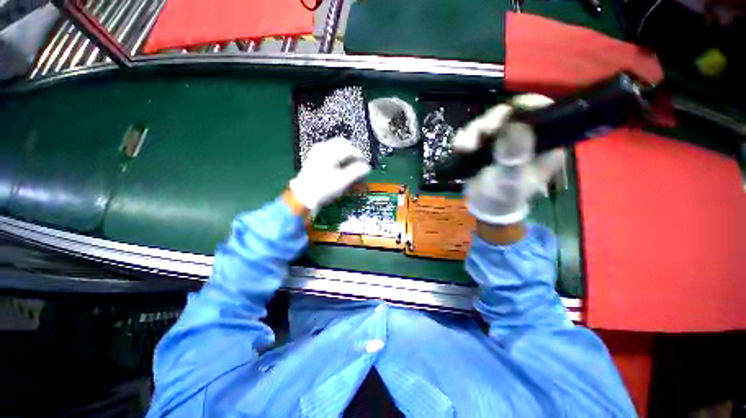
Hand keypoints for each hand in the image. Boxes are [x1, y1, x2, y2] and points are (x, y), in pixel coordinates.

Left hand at [289, 137, 370, 212]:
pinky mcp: (315, 160)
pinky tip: (342, 171)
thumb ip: (357, 172)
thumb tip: (367, 167)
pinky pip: (331, 155)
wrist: (302, 197)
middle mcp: (323, 148)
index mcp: (329, 151)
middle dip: (354, 156)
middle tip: (359, 167)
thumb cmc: (323, 189)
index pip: (350, 149)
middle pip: (344, 146)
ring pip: (338, 150)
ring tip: (352, 171)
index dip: (360, 158)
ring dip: (347, 159)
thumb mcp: (343, 181)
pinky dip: (339, 161)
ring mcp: (317, 153)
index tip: (365, 168)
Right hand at [453, 94, 565, 224]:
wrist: (486, 207)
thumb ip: (514, 159)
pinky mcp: (484, 143)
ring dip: (474, 131)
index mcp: (544, 143)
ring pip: (489, 121)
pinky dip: (464, 138)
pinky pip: (473, 132)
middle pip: (512, 113)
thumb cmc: (504, 198)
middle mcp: (525, 136)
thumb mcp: (511, 182)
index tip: (507, 114)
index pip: (543, 113)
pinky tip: (460, 149)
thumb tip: (517, 127)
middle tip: (483, 131)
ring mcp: (503, 138)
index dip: (527, 107)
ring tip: (464, 147)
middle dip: (493, 120)